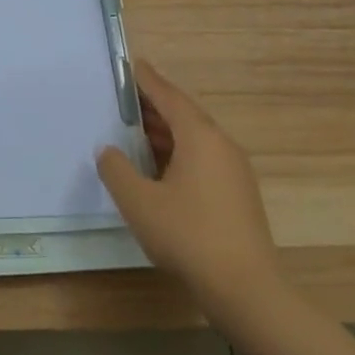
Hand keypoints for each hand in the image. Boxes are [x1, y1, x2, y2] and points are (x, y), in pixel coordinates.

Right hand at [96, 60, 283, 328]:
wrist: (246, 290)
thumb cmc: (188, 236)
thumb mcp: (138, 201)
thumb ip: (116, 169)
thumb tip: (108, 150)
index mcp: (199, 136)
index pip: (169, 96)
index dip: (147, 80)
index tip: (130, 64)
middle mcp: (221, 145)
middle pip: (183, 115)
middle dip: (152, 106)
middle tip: (121, 101)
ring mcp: (234, 171)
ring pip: (194, 139)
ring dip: (164, 133)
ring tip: (132, 134)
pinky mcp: (237, 194)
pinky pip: (202, 159)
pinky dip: (177, 153)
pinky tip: (157, 170)